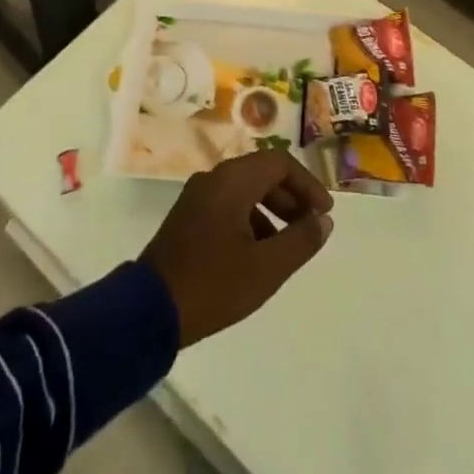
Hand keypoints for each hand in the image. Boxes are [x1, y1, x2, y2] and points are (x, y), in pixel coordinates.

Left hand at [142, 149, 334, 346]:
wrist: (149, 310)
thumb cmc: (213, 284)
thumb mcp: (266, 268)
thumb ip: (300, 240)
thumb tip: (324, 221)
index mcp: (233, 180)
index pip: (280, 163)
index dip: (307, 184)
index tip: (324, 213)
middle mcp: (214, 178)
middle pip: (262, 173)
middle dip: (291, 197)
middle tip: (310, 226)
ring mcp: (198, 196)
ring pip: (245, 190)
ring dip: (272, 209)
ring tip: (288, 244)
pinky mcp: (188, 217)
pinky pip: (228, 204)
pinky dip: (251, 219)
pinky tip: (258, 253)